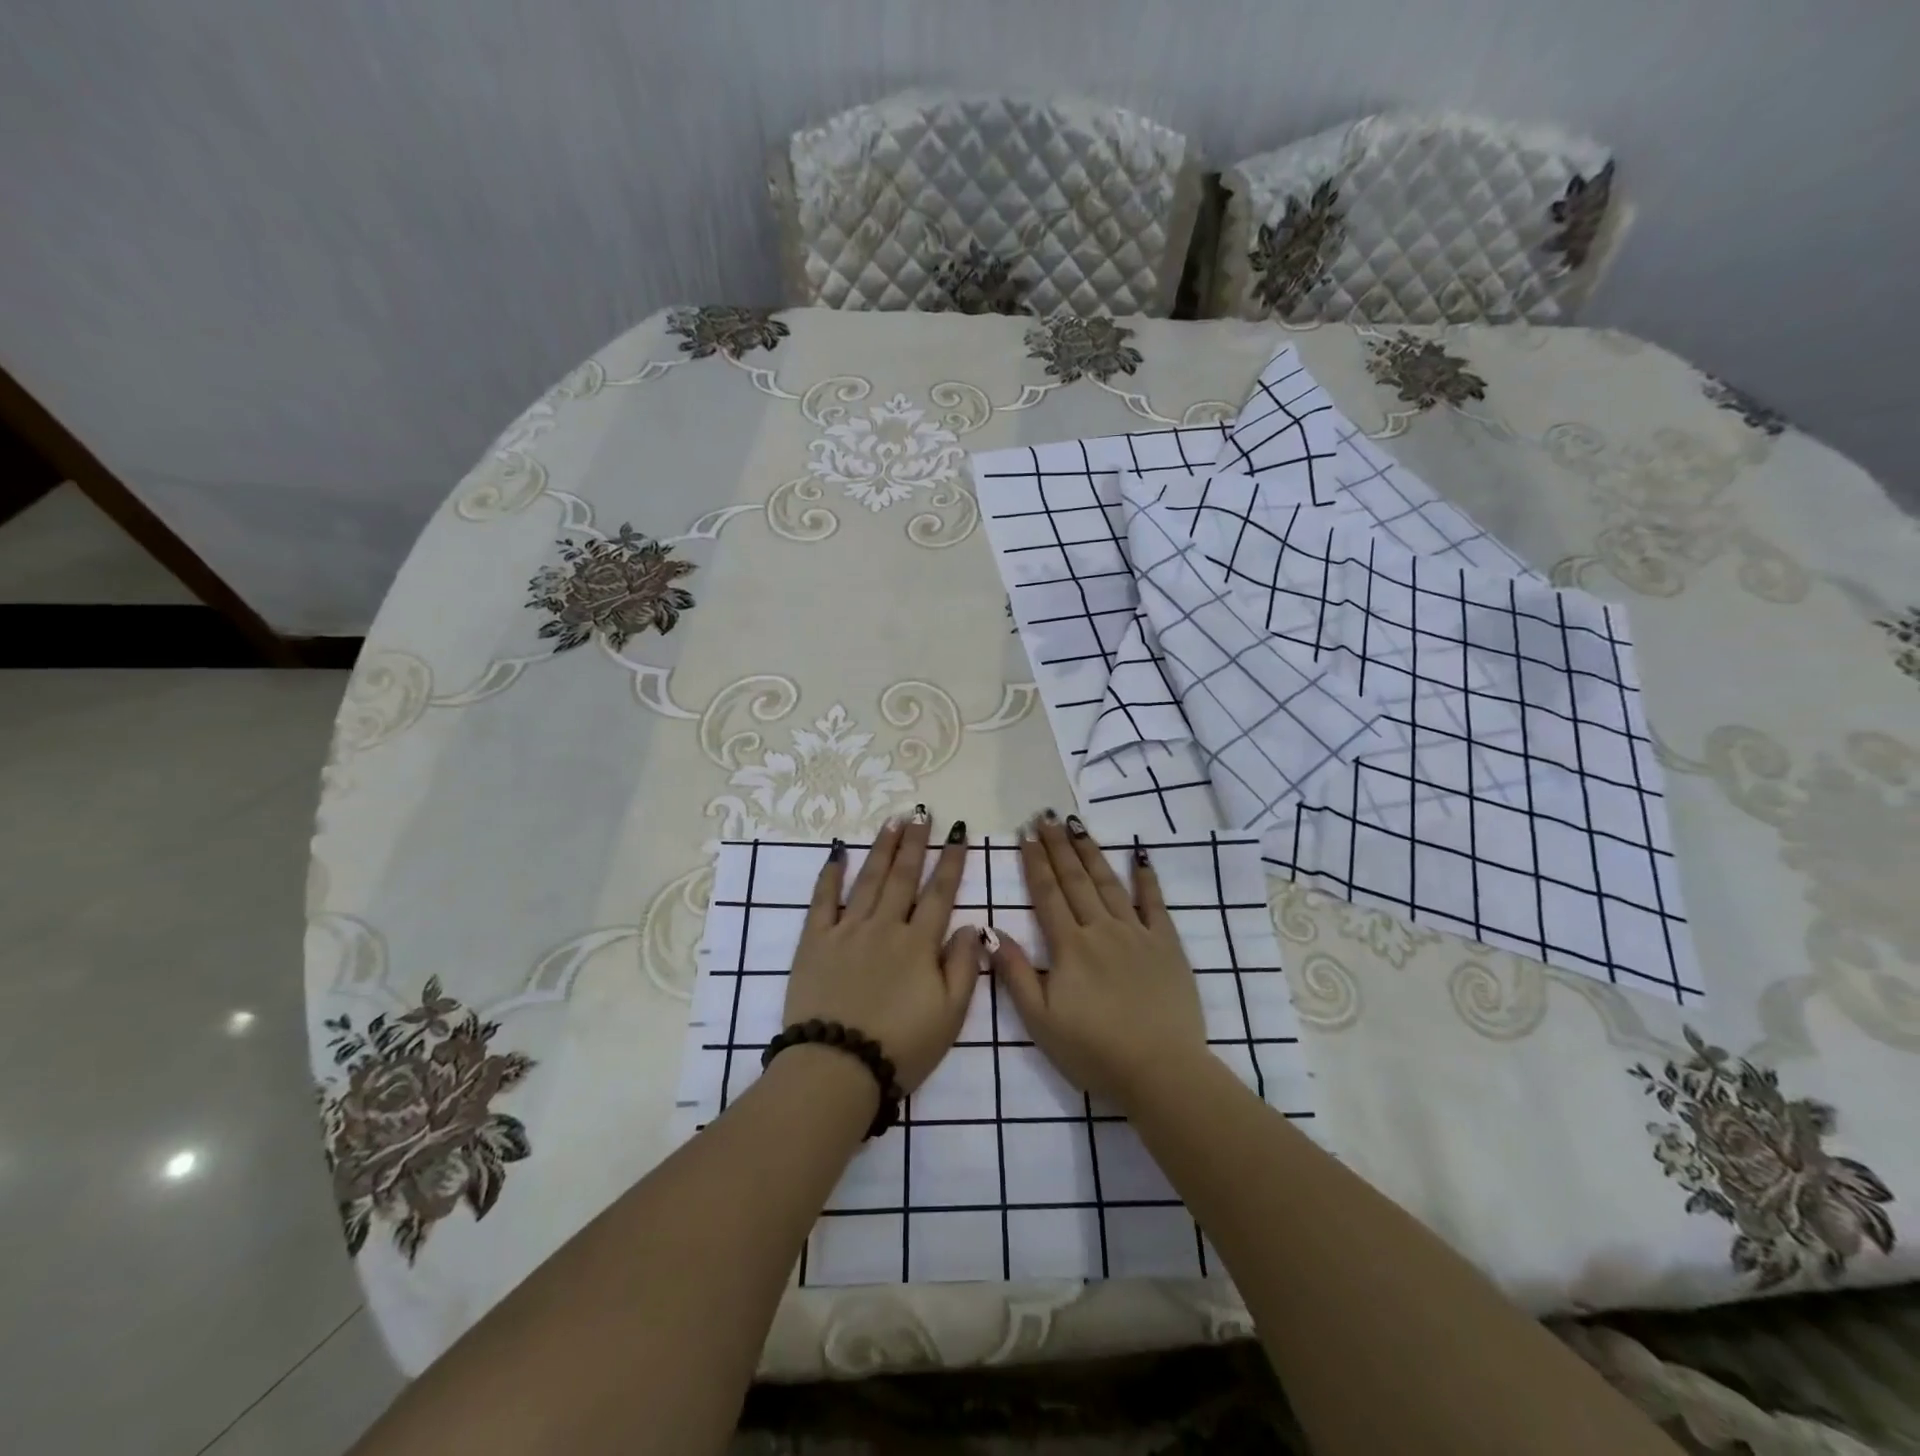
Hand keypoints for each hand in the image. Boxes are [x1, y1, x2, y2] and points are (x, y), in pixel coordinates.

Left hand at [785, 811, 984, 1092]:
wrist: (836, 1067)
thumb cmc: (900, 1046)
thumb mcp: (950, 1016)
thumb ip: (963, 967)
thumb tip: (972, 926)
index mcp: (919, 944)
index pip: (940, 893)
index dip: (952, 861)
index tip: (958, 833)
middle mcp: (885, 926)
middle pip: (904, 876)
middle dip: (916, 843)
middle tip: (922, 814)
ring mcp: (847, 930)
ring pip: (869, 880)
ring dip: (882, 849)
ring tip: (893, 822)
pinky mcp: (815, 941)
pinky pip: (823, 900)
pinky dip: (830, 875)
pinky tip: (838, 854)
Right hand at [989, 813, 1209, 1109]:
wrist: (1160, 1070)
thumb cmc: (1094, 1051)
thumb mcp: (1041, 1021)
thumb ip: (1016, 974)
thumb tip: (991, 932)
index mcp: (1069, 946)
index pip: (1047, 894)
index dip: (1035, 862)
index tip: (1025, 834)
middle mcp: (1101, 929)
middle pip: (1075, 880)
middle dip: (1058, 846)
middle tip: (1046, 815)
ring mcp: (1136, 933)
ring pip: (1109, 883)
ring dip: (1091, 852)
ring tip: (1077, 825)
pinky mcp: (1166, 945)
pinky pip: (1154, 903)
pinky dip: (1146, 878)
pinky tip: (1139, 855)